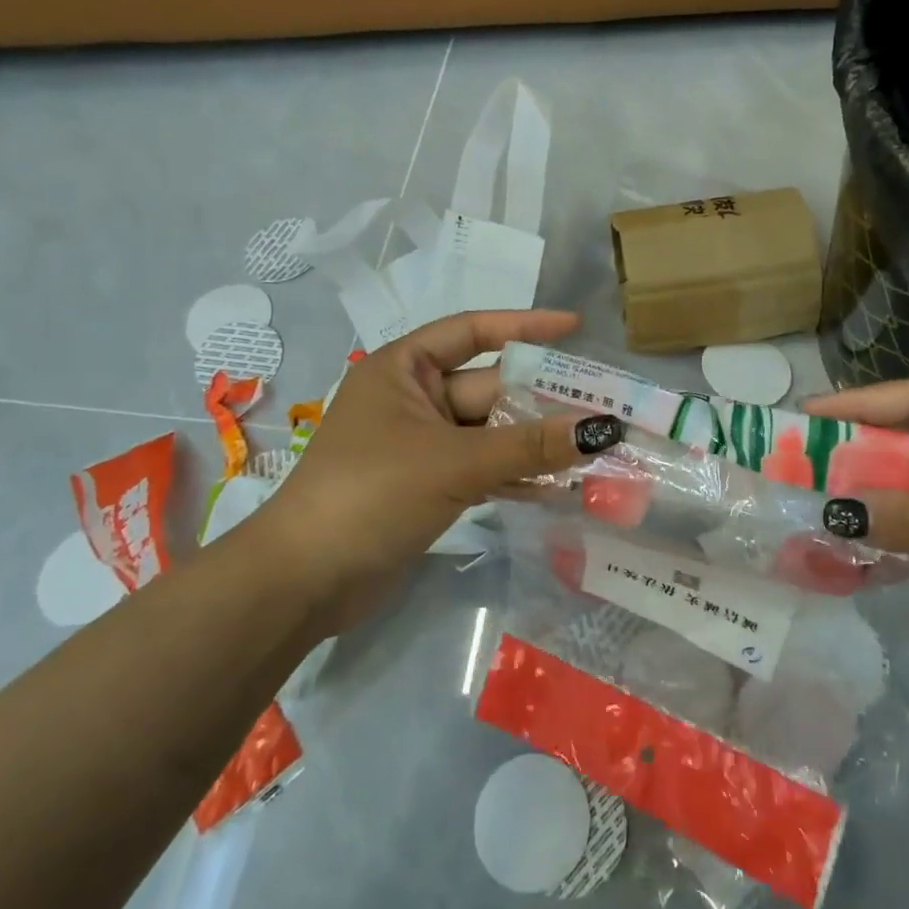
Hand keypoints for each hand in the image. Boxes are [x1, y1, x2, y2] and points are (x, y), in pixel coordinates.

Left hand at [242, 310, 622, 632]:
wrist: (304, 582)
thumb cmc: (371, 493)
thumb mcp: (455, 463)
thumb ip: (530, 446)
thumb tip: (603, 429)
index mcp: (403, 369)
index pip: (472, 331)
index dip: (525, 326)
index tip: (575, 328)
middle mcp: (413, 399)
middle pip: (490, 388)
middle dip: (542, 400)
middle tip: (605, 406)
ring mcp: (421, 445)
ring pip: (490, 433)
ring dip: (536, 443)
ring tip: (595, 449)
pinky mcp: (428, 486)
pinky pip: (483, 469)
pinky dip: (516, 476)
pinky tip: (561, 489)